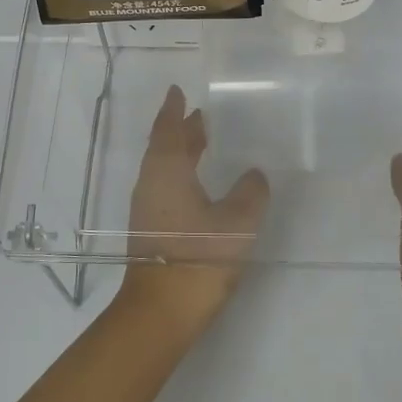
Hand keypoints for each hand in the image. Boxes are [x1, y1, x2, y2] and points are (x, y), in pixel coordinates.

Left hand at [118, 85, 270, 336]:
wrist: (161, 311)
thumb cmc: (199, 256)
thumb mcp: (238, 221)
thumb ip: (250, 192)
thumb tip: (254, 174)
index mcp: (167, 171)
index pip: (169, 129)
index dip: (175, 109)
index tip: (178, 91)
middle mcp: (151, 184)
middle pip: (165, 147)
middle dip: (182, 130)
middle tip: (201, 115)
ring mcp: (147, 209)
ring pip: (164, 168)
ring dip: (182, 152)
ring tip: (204, 142)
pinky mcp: (151, 230)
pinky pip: (165, 188)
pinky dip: (181, 174)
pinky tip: (199, 185)